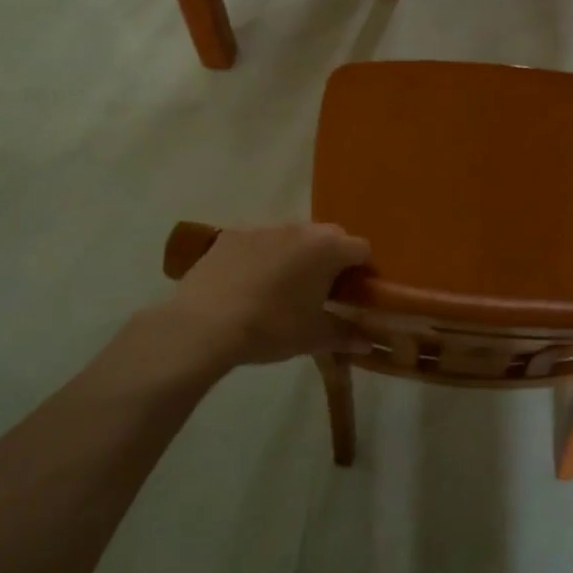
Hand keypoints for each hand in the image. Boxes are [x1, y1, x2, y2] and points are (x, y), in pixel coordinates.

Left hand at [161, 223, 370, 367]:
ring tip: (284, 288)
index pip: (361, 249)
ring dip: (297, 255)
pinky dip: (263, 257)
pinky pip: (258, 242)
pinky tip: (249, 285)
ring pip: (292, 237)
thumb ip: (345, 335)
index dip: (363, 271)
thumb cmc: (271, 328)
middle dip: (332, 259)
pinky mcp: (230, 235)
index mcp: (326, 248)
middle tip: (323, 291)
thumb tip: (367, 343)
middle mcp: (299, 228)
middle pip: (328, 237)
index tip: (355, 294)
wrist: (204, 325)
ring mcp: (262, 228)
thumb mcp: (313, 337)